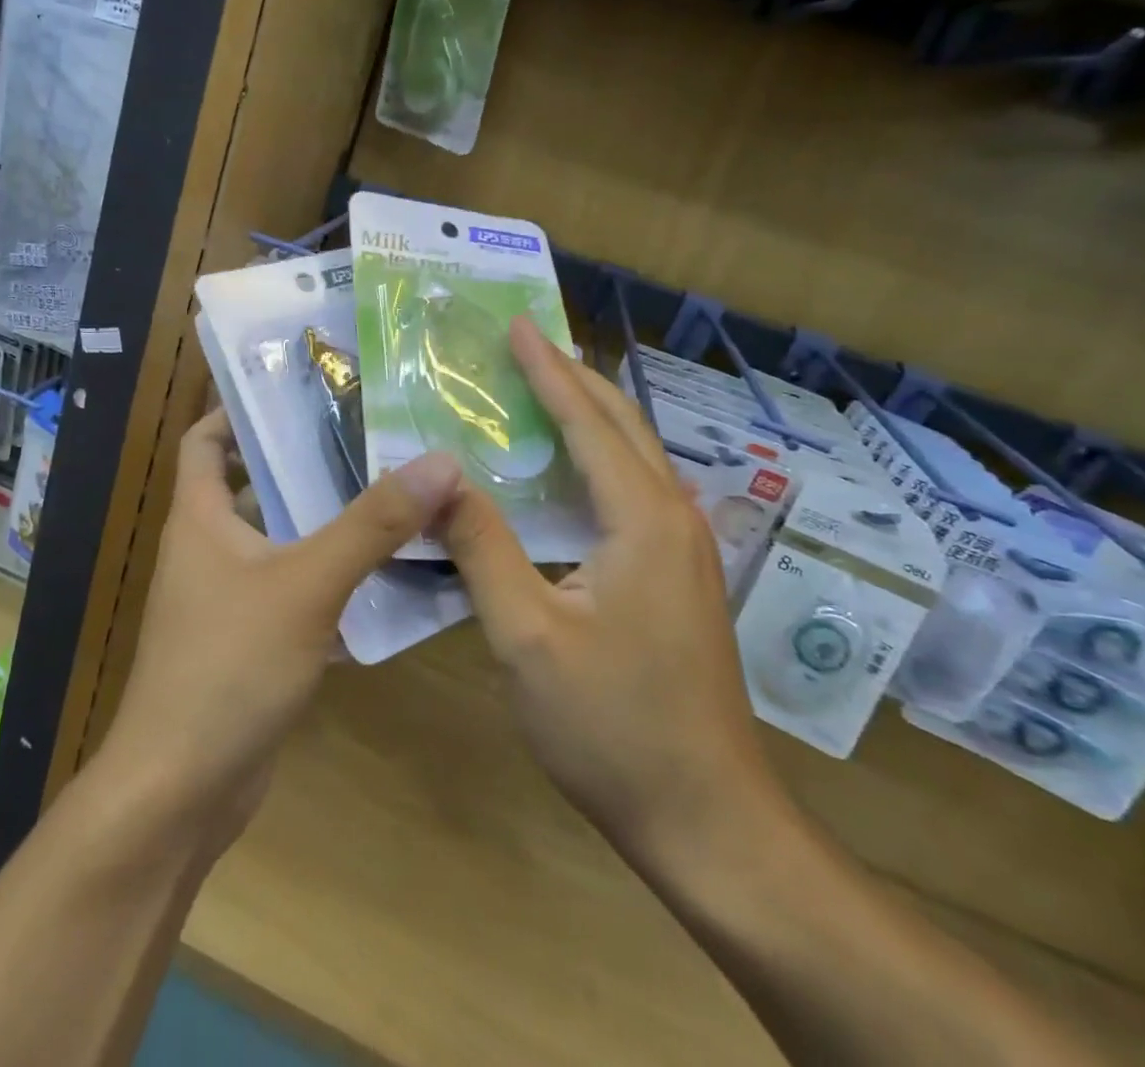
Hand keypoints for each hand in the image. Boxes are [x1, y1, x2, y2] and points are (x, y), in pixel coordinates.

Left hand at [103, 409, 461, 832]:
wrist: (181, 791)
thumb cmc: (228, 667)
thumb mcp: (307, 584)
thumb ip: (372, 525)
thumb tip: (439, 462)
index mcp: (201, 518)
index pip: (205, 439)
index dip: (240, 410)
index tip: (300, 392)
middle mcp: (209, 549)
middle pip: (256, 485)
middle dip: (308, 463)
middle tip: (374, 439)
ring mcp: (229, 598)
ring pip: (283, 541)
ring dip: (329, 522)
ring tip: (395, 494)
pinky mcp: (252, 641)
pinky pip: (297, 591)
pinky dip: (333, 578)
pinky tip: (389, 575)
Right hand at [441, 319, 784, 871]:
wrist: (706, 818)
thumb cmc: (611, 725)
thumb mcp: (526, 634)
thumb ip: (481, 546)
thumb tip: (438, 476)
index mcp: (641, 519)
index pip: (588, 421)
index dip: (548, 370)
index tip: (517, 326)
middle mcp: (674, 518)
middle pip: (622, 425)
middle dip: (574, 378)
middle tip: (528, 343)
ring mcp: (686, 550)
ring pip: (634, 457)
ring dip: (590, 415)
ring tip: (545, 388)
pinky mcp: (682, 578)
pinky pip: (636, 491)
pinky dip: (599, 459)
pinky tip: (570, 472)